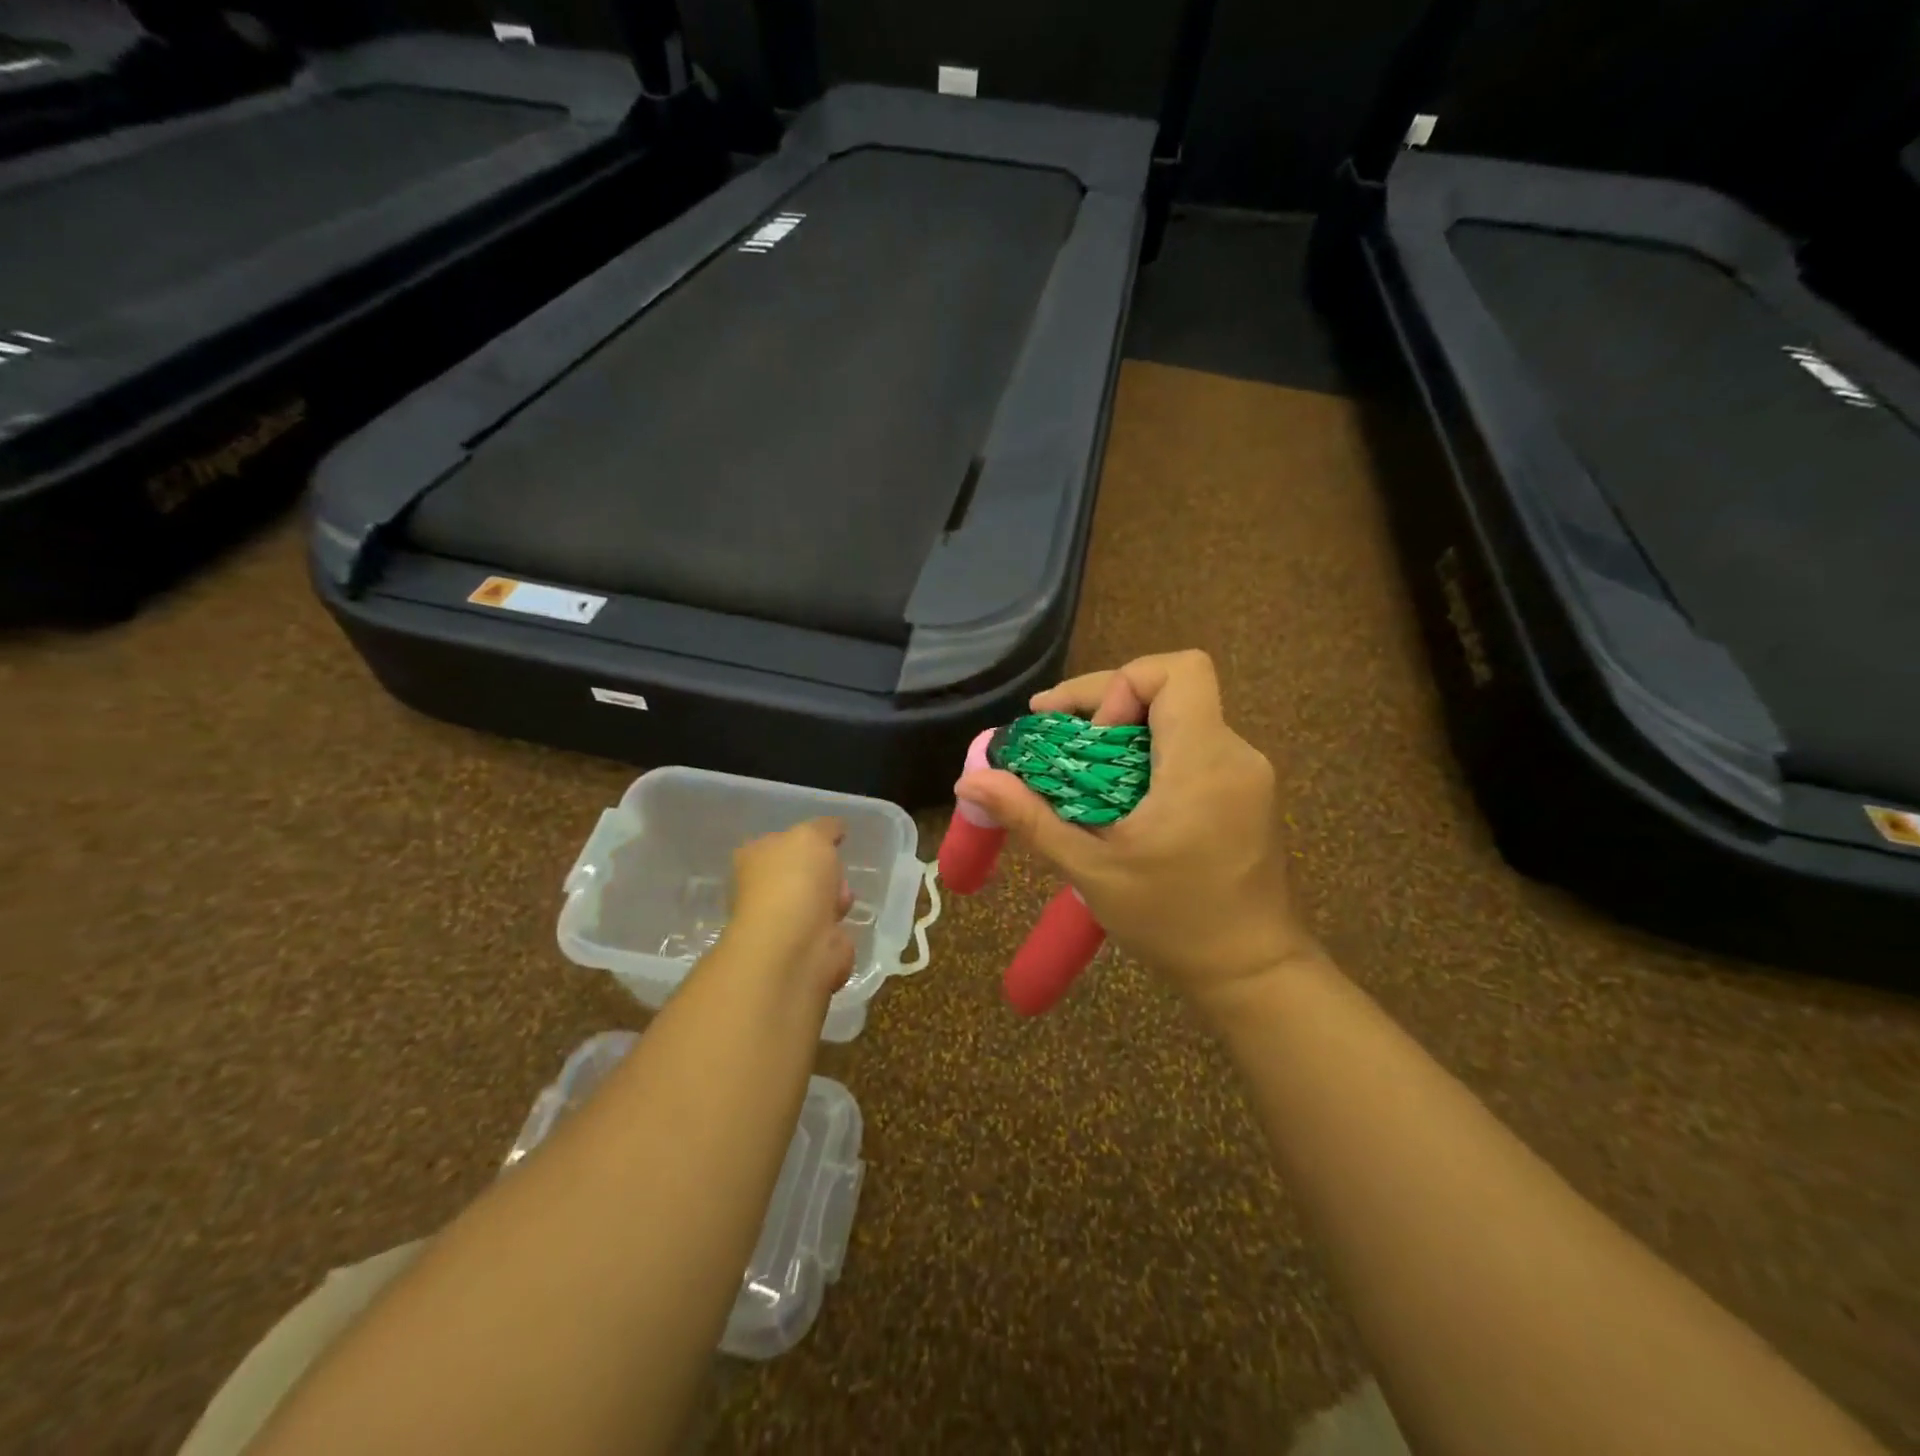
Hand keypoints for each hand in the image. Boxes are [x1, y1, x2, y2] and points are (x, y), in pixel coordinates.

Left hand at [725, 819, 855, 1001]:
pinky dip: (837, 928)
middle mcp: (763, 889)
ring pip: (818, 901)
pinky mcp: (803, 948)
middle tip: (836, 873)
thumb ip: (825, 827)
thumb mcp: (813, 835)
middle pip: (803, 873)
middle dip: (826, 872)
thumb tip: (835, 828)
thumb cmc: (796, 880)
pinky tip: (839, 927)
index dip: (807, 840)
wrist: (796, 943)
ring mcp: (782, 921)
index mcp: (755, 857)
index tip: (831, 841)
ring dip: (835, 899)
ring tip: (840, 902)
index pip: (780, 842)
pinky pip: (827, 930)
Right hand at [954, 650, 1317, 1015]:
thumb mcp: (1092, 870)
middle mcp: (1234, 753)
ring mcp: (1246, 772)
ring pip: (1179, 716)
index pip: (1179, 670)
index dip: (1121, 684)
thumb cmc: (1173, 922)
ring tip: (1078, 769)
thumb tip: (969, 780)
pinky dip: (1148, 753)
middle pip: (1171, 688)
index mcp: (1203, 762)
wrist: (1252, 971)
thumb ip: (1031, 817)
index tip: (1084, 733)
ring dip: (1124, 730)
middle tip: (1053, 735)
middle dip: (1105, 703)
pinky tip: (1118, 793)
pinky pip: (1192, 745)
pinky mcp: (1246, 790)